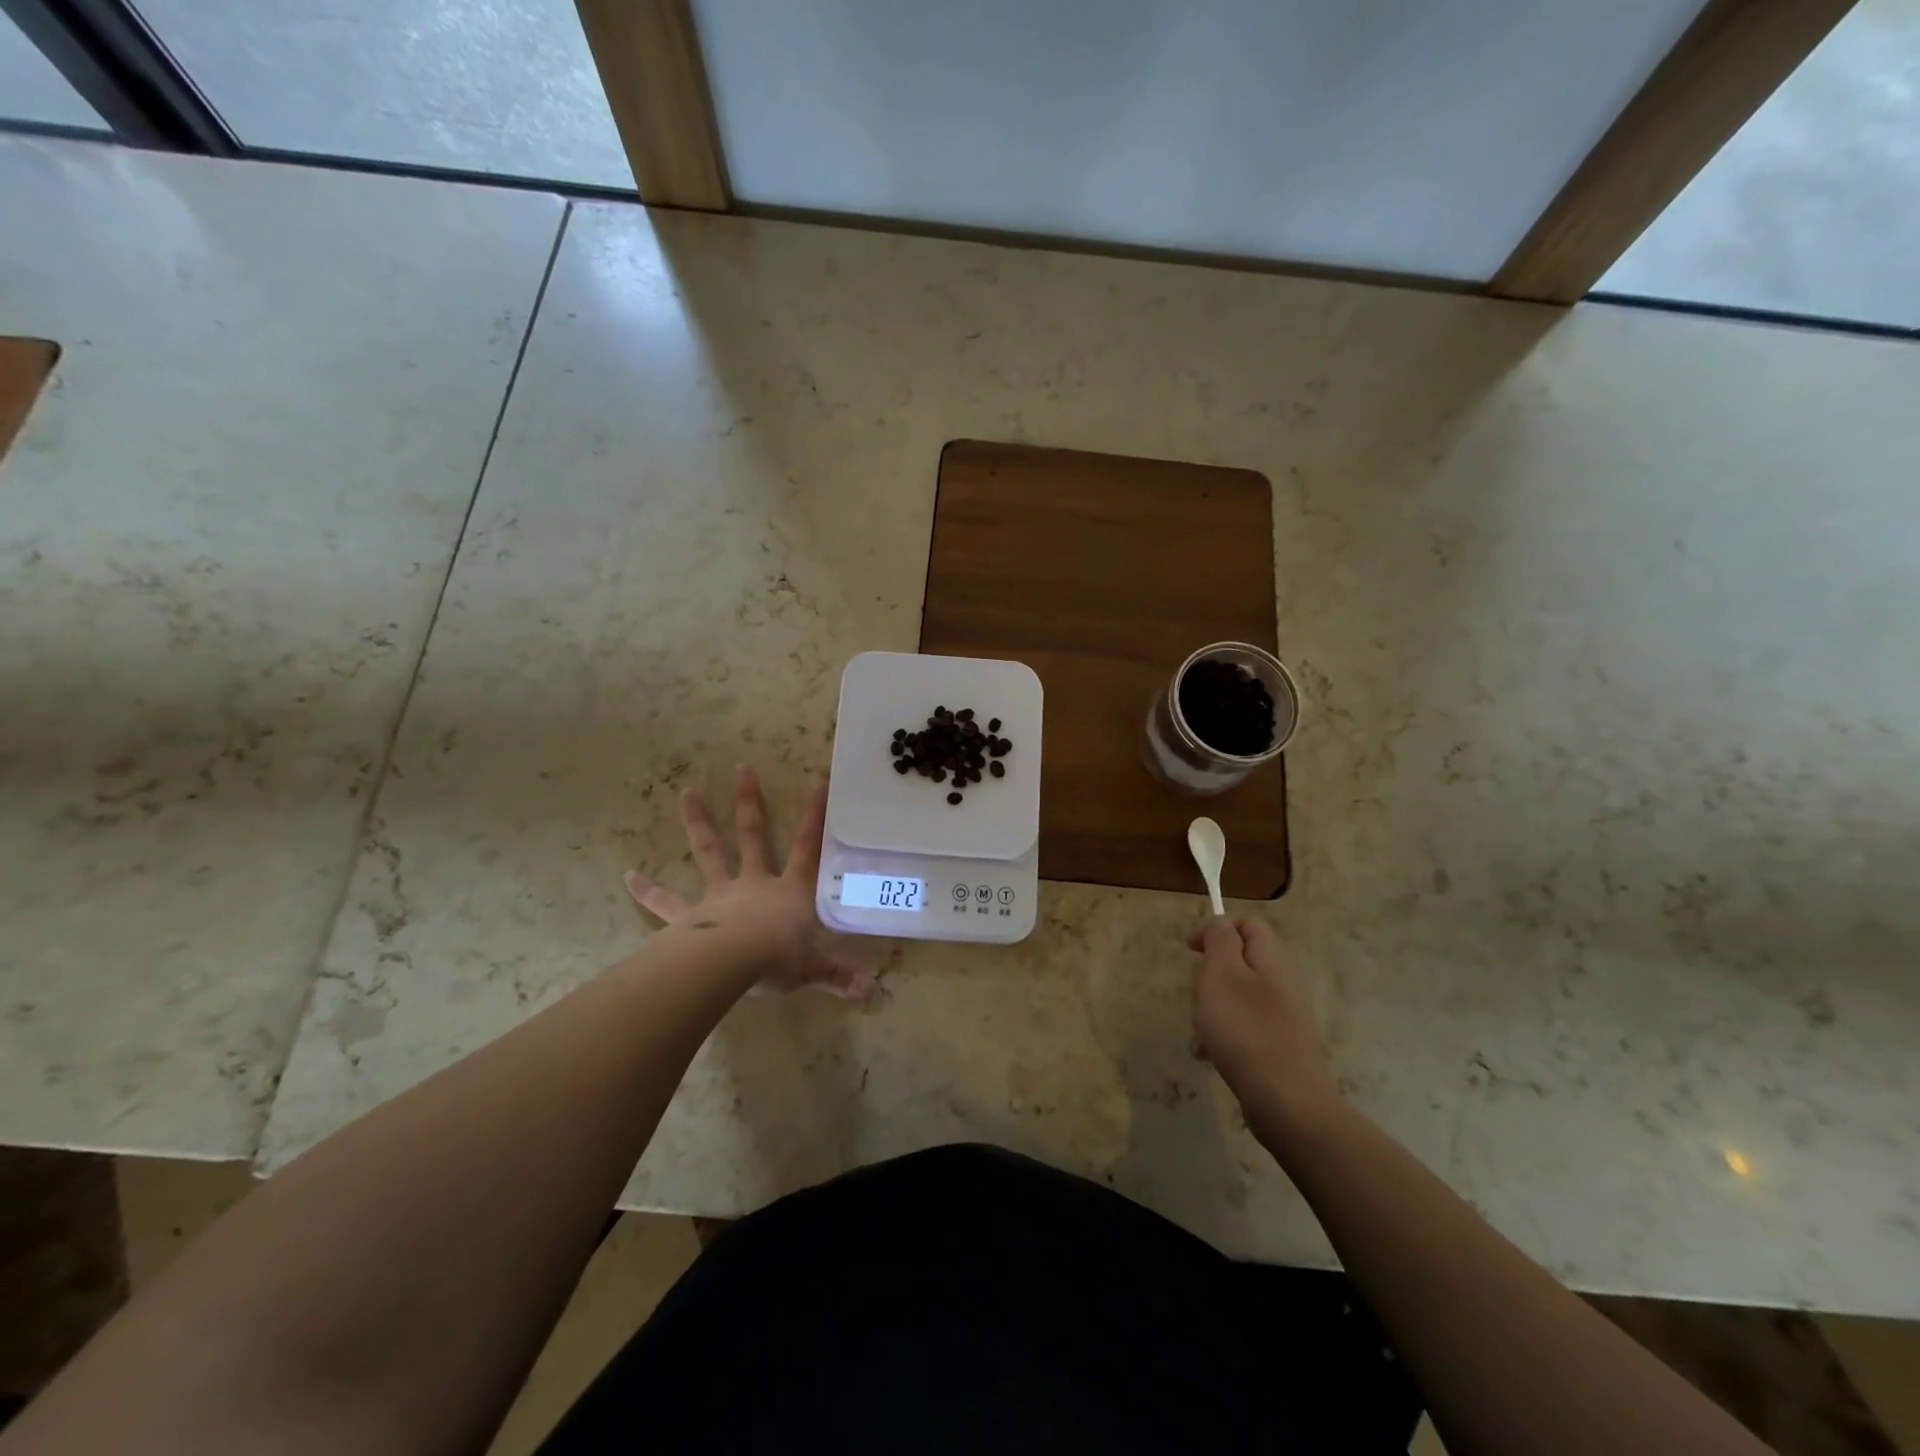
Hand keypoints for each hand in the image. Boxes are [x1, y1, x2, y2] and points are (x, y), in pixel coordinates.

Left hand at [625, 766, 872, 997]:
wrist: (730, 966)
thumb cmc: (778, 961)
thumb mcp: (814, 969)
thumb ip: (839, 976)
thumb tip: (871, 991)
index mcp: (789, 892)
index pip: (808, 848)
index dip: (814, 817)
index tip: (818, 783)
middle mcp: (754, 884)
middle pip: (752, 836)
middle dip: (748, 802)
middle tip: (741, 768)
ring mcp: (719, 896)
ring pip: (708, 852)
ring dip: (698, 822)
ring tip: (686, 792)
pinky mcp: (688, 916)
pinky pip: (665, 902)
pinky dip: (647, 890)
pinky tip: (627, 876)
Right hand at [1188, 916, 1341, 1145]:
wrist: (1287, 1102)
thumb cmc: (1246, 1029)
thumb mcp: (1221, 973)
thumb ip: (1220, 939)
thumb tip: (1222, 923)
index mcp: (1272, 957)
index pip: (1247, 924)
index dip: (1215, 930)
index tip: (1190, 951)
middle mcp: (1284, 980)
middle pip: (1239, 959)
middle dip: (1210, 973)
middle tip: (1198, 994)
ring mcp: (1285, 1014)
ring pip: (1238, 994)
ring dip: (1213, 1006)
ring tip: (1201, 1031)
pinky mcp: (1280, 1042)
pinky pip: (1245, 1024)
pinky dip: (1224, 1033)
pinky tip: (1210, 1053)